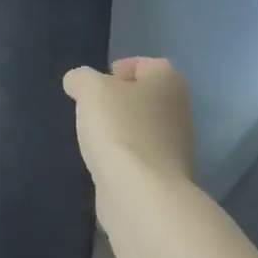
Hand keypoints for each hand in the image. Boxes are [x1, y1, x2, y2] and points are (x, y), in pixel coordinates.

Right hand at [62, 57, 196, 194]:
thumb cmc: (119, 128)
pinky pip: (138, 156)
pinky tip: (102, 163)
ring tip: (92, 137)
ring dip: (119, 130)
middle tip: (91, 109)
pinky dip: (121, 157)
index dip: (121, 68)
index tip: (97, 84)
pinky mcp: (164, 176)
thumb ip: (81, 78)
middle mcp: (179, 111)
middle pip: (144, 97)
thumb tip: (78, 83)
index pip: (147, 64)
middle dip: (117, 102)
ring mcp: (175, 147)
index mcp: (169, 82)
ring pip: (141, 128)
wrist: (142, 193)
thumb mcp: (90, 89)